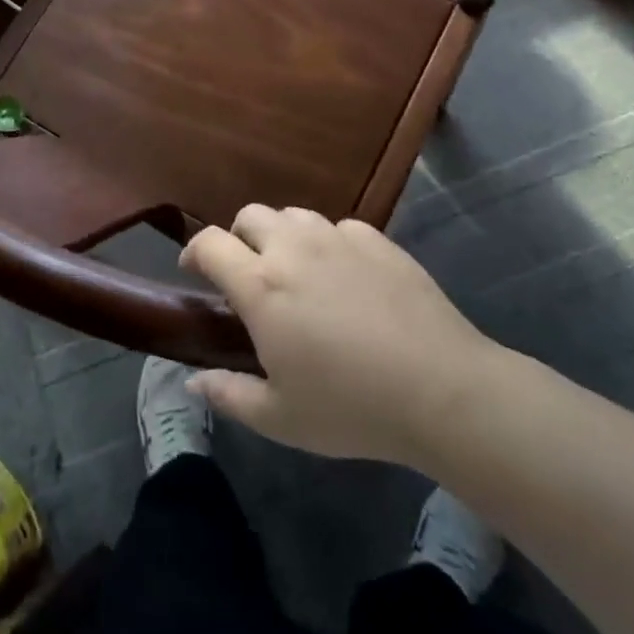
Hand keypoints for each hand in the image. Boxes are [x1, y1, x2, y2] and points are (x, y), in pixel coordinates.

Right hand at [179, 205, 498, 466]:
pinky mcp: (376, 240)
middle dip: (238, 237)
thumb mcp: (280, 418)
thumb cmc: (351, 407)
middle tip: (249, 272)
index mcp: (260, 286)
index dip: (194, 252)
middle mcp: (292, 248)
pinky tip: (344, 275)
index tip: (194, 272)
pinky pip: (338, 228)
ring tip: (296, 269)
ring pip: (293, 215)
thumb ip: (229, 395)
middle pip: (249, 215)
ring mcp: (337, 238)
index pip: (210, 244)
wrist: (441, 389)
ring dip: (282, 235)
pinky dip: (328, 243)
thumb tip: (193, 383)